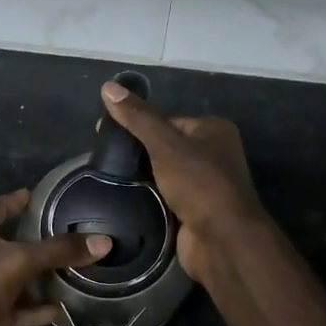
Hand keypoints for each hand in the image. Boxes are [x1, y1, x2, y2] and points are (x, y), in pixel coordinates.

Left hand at [0, 188, 109, 325]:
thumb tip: (103, 242)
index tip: (48, 197)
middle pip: (8, 243)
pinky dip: (30, 310)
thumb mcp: (20, 262)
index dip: (22, 200)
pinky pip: (10, 308)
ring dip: (36, 280)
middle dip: (37, 243)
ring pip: (11, 278)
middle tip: (70, 239)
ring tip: (70, 276)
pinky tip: (56, 311)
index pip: (1, 206)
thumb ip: (59, 251)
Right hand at [100, 81, 263, 277]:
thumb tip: (107, 86)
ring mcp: (204, 184)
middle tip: (103, 156)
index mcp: (212, 129)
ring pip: (163, 171)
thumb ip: (137, 117)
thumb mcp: (164, 144)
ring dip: (141, 176)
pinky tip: (124, 196)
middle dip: (137, 151)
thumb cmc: (198, 183)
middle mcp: (212, 153)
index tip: (103, 131)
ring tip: (108, 176)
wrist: (222, 239)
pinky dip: (148, 195)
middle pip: (164, 144)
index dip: (135, 122)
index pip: (166, 118)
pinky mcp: (194, 209)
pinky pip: (164, 194)